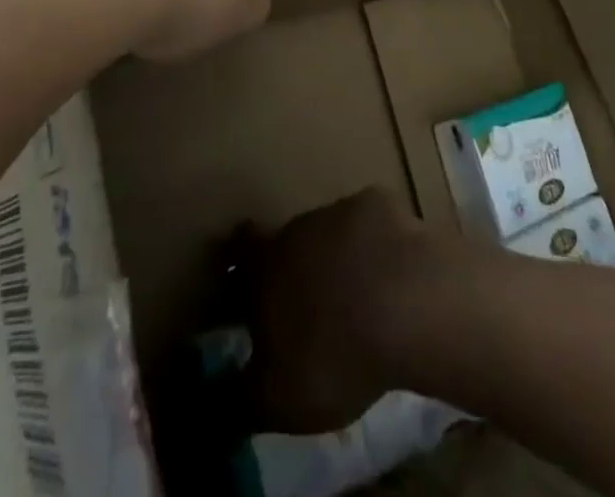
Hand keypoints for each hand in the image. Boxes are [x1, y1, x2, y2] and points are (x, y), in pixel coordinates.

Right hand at [244, 189, 455, 433]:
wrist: (405, 308)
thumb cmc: (332, 356)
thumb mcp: (276, 399)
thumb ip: (239, 397)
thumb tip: (209, 405)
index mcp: (265, 264)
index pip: (240, 247)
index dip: (242, 265)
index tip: (248, 286)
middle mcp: (298, 226)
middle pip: (289, 240)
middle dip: (297, 268)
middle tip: (310, 308)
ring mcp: (343, 211)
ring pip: (332, 232)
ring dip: (339, 258)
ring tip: (357, 299)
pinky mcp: (385, 208)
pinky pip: (374, 228)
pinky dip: (378, 249)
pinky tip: (393, 279)